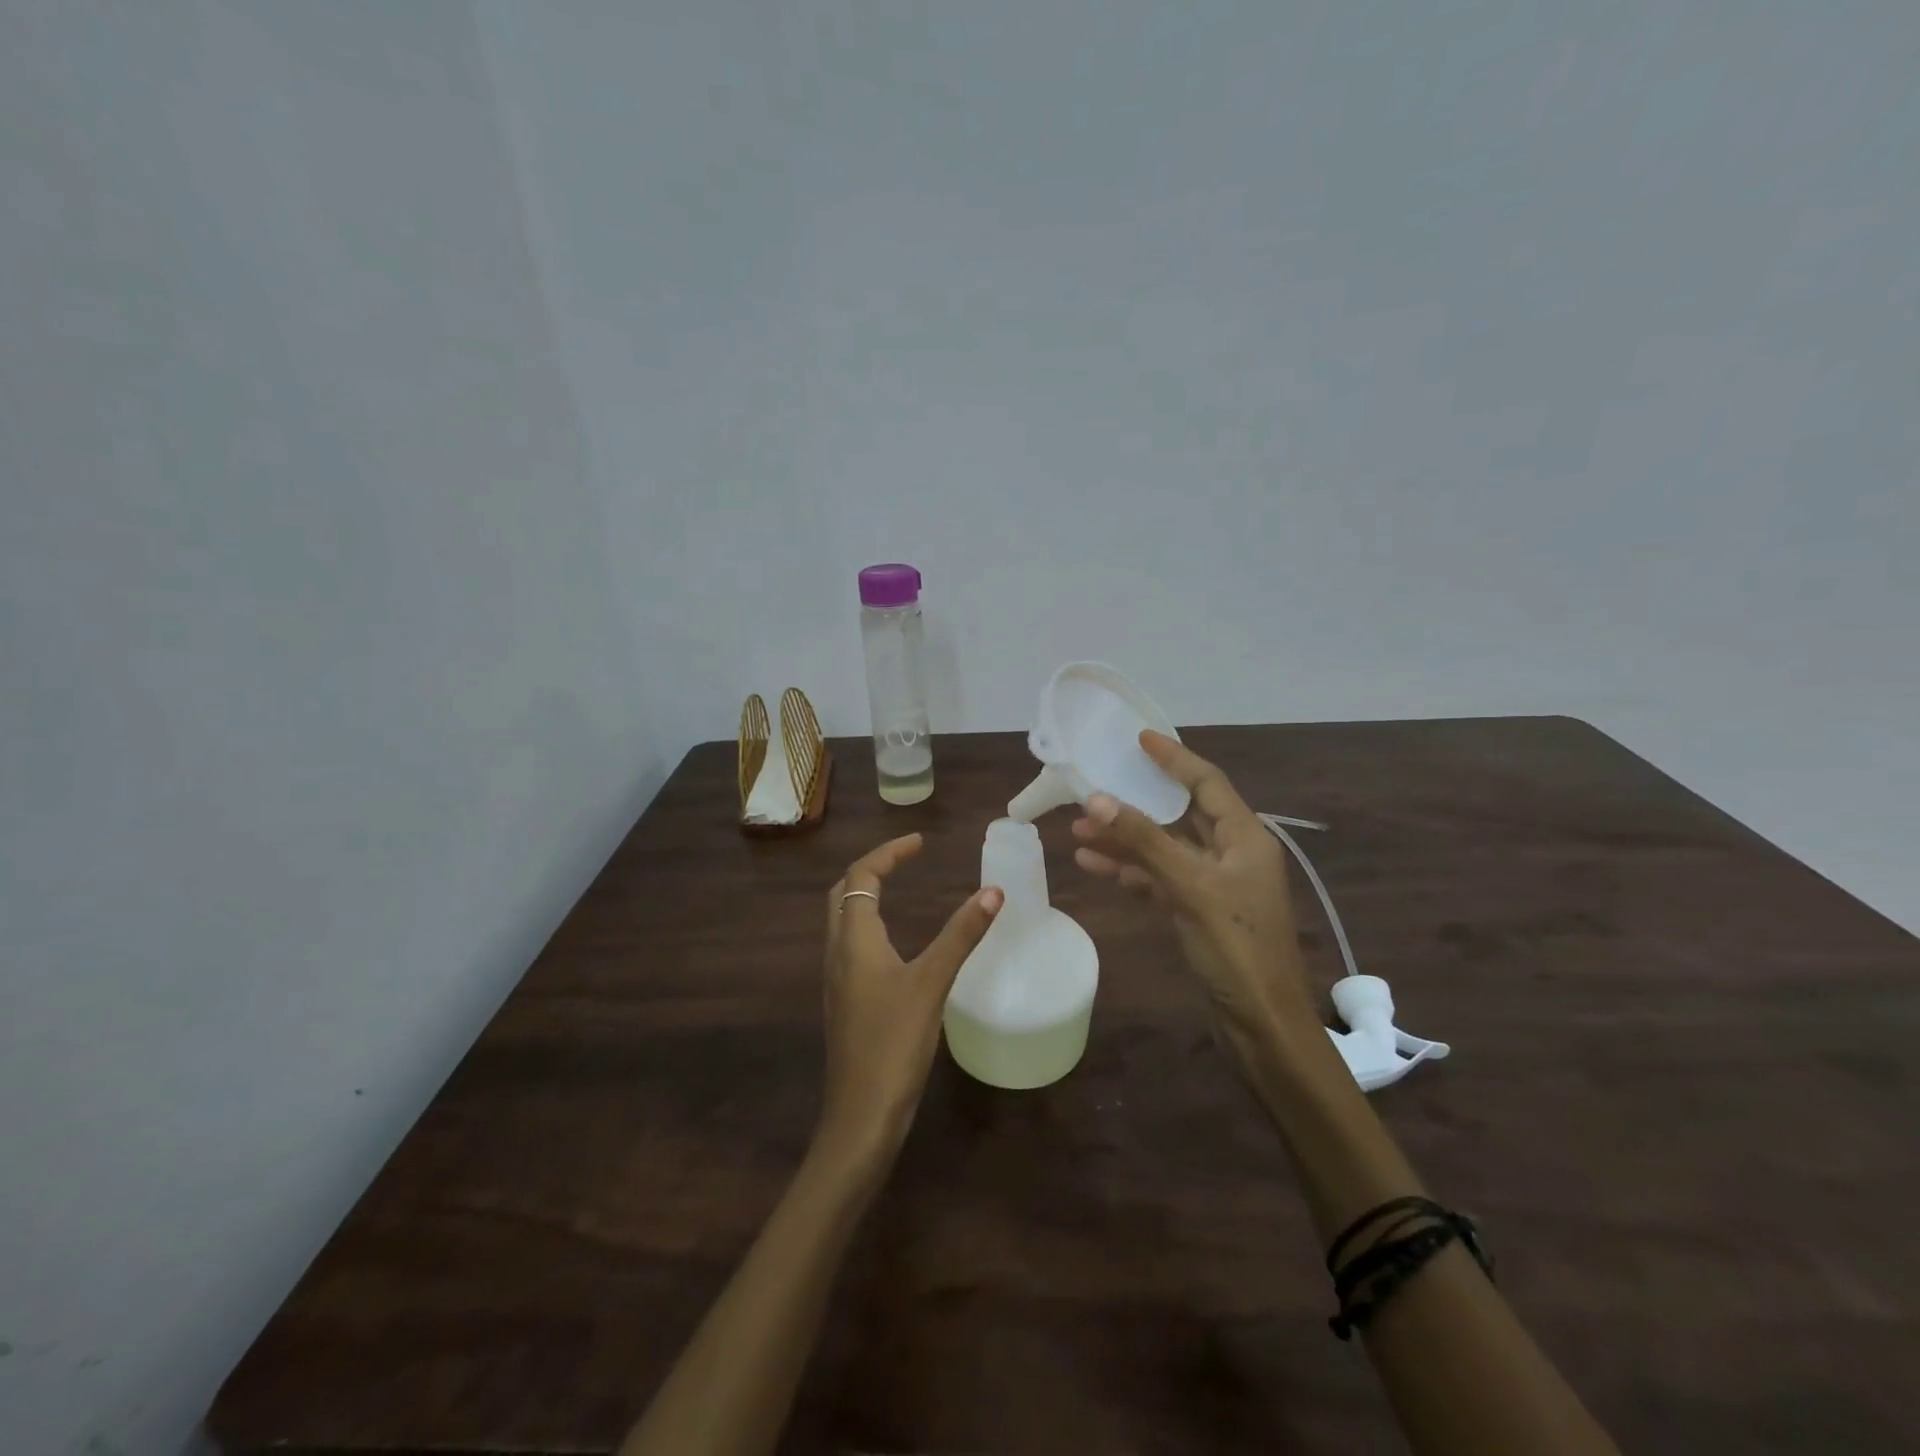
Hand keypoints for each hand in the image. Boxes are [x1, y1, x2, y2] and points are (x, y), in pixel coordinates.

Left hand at [817, 834, 1002, 1164]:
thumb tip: (993, 891)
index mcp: (854, 939)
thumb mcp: (932, 983)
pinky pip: (850, 945)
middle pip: (843, 893)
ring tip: (900, 888)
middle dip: (872, 869)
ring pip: (843, 920)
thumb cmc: (894, 1044)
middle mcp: (837, 952)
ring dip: (866, 895)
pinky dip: (869, 924)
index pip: (861, 876)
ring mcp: (837, 979)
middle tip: (906, 860)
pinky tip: (893, 943)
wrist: (860, 1115)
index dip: (889, 853)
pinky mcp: (844, 1001)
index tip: (920, 843)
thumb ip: (961, 935)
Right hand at [1071, 731, 1317, 1060]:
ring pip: (1163, 849)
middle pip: (1178, 815)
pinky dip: (1130, 871)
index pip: (1206, 782)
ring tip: (1078, 830)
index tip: (1140, 738)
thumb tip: (1099, 798)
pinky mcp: (1198, 911)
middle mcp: (1231, 853)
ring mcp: (1214, 884)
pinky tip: (1093, 865)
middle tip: (1093, 788)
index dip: (1173, 758)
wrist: (1261, 1023)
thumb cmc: (1236, 947)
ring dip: (1124, 839)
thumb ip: (1145, 841)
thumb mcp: (1191, 887)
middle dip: (1134, 804)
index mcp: (1244, 837)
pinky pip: (1159, 879)